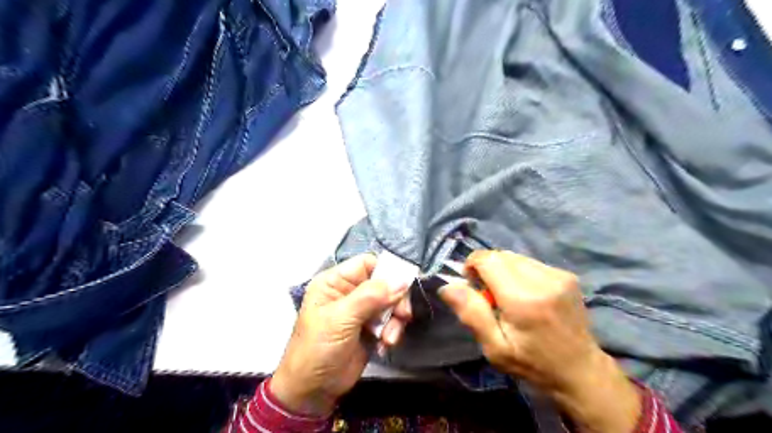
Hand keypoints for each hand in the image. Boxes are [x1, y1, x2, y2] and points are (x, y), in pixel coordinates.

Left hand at [270, 253, 409, 415]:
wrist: (312, 391)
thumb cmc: (318, 348)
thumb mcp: (341, 318)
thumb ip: (371, 296)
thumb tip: (402, 280)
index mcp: (335, 282)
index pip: (367, 264)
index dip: (386, 271)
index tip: (403, 285)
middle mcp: (349, 292)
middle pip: (383, 283)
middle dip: (395, 299)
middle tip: (403, 315)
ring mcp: (361, 311)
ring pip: (390, 303)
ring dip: (394, 320)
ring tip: (389, 338)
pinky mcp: (370, 328)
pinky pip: (390, 321)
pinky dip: (392, 331)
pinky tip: (384, 345)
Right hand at [437, 251, 642, 431]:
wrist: (581, 370)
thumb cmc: (532, 363)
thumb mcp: (495, 347)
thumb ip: (471, 314)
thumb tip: (447, 286)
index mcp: (523, 299)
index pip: (488, 259)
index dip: (472, 265)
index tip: (471, 284)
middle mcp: (543, 280)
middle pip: (501, 255)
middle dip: (487, 268)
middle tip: (488, 295)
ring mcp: (558, 275)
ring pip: (515, 257)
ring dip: (503, 270)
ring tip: (508, 296)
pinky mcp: (566, 275)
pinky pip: (530, 262)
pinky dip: (519, 273)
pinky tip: (525, 294)